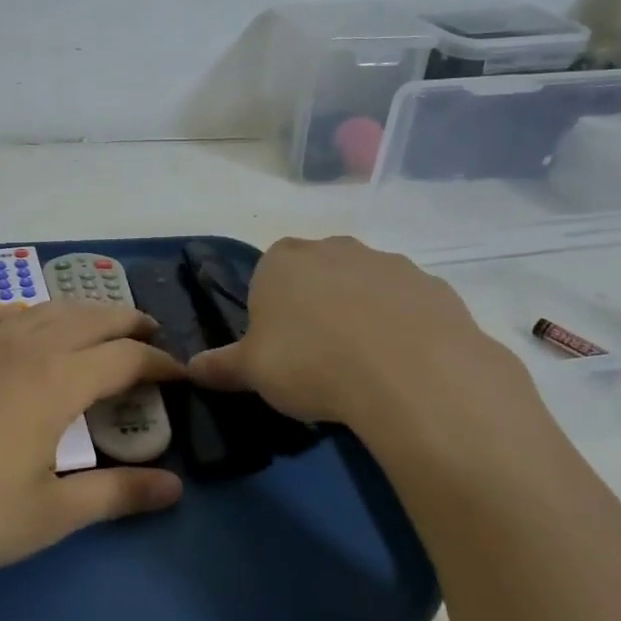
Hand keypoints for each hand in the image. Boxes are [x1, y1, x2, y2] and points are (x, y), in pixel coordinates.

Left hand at [0, 303, 185, 577]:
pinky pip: (4, 314)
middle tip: (153, 337)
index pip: (126, 357)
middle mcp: (27, 347)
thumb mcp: (48, 515)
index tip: (181, 376)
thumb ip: (115, 495)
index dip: (161, 363)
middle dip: (129, 323)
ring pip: (48, 308)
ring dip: (85, 312)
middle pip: (92, 318)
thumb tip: (175, 487)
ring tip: (102, 326)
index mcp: (58, 380)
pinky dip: (33, 312)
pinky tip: (29, 323)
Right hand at [187, 236, 551, 464]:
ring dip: (361, 315)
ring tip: (364, 368)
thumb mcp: (253, 372)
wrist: (410, 373)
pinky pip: (406, 306)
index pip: (267, 276)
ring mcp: (388, 262)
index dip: (271, 313)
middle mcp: (334, 248)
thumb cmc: (311, 363)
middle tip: (319, 359)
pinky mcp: (432, 285)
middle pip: (317, 276)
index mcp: (283, 260)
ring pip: (364, 288)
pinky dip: (402, 328)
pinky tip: (402, 366)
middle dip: (316, 308)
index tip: (280, 350)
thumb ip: (220, 366)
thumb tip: (189, 368)